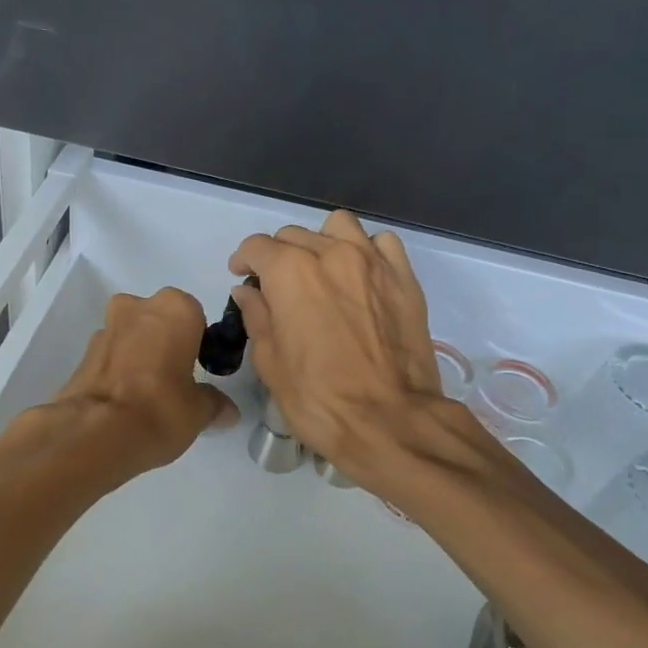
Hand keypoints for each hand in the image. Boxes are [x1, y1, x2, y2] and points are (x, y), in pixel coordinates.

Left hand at [47, 288, 238, 481]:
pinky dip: (119, 370)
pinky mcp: (83, 353)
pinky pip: (111, 355)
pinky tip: (125, 401)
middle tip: (175, 379)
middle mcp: (138, 306)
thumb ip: (214, 404)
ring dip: (140, 354)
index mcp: (175, 308)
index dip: (198, 342)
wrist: (94, 433)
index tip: (199, 369)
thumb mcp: (199, 412)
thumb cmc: (160, 408)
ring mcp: (105, 327)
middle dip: (166, 342)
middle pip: (159, 320)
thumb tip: (227, 411)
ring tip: (147, 394)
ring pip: (132, 335)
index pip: (196, 316)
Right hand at [229, 210, 453, 483]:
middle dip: (279, 256)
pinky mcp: (404, 278)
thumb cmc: (319, 399)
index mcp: (290, 272)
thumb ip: (257, 316)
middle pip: (295, 235)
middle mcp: (330, 253)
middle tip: (280, 288)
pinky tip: (361, 278)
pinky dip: (367, 252)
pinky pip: (382, 244)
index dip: (244, 260)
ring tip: (322, 272)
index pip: (257, 246)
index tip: (243, 277)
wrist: (390, 421)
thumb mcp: (271, 362)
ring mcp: (372, 262)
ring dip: (323, 242)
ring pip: (339, 227)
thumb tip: (248, 291)